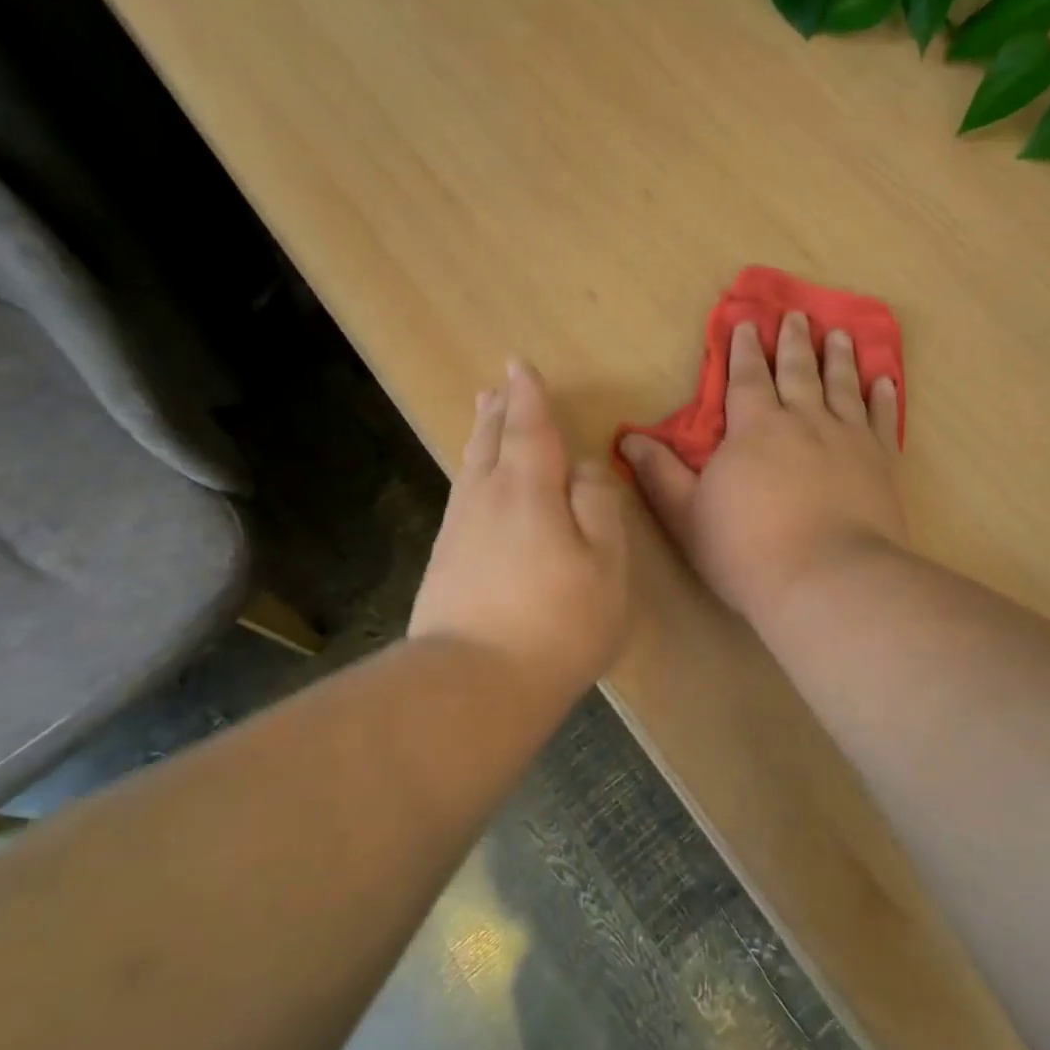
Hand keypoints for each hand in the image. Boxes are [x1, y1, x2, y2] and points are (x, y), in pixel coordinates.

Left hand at [410, 360, 628, 707]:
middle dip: (497, 411)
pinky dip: (471, 475)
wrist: (474, 684)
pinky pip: (462, 498)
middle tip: (496, 387)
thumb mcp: (605, 562)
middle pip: (490, 441)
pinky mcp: (444, 563)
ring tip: (483, 417)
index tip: (519, 365)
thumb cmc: (558, 621)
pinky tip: (474, 487)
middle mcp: (485, 498)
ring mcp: (458, 531)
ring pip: (470, 468)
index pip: (528, 426)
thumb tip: (585, 468)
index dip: (527, 395)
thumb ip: (598, 505)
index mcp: (528, 488)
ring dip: (480, 437)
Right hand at [620, 313, 906, 625]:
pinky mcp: (881, 462)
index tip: (747, 322)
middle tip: (796, 315)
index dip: (744, 349)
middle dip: (793, 342)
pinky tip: (885, 381)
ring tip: (839, 334)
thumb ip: (659, 474)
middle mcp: (803, 420)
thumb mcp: (686, 515)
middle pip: (797, 371)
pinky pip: (882, 419)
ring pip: (842, 385)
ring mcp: (847, 438)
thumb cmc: (746, 551)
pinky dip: (883, 397)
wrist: (826, 580)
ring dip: (839, 358)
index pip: (746, 378)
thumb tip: (628, 439)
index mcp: (755, 428)